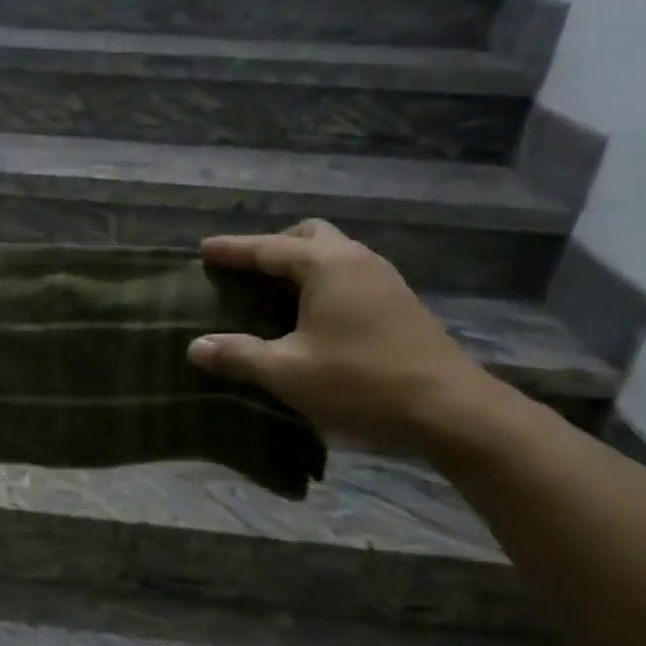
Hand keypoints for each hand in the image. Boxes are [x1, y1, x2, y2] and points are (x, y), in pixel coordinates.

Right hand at [186, 220, 494, 453]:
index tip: (204, 249)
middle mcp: (356, 260)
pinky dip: (321, 282)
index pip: (268, 248)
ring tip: (272, 292)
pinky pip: (349, 274)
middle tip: (245, 270)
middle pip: (308, 236)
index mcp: (326, 265)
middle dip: (273, 246)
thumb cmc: (360, 382)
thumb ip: (238, 355)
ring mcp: (383, 279)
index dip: (233, 249)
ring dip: (300, 264)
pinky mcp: (398, 303)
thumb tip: (195, 347)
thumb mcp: (287, 372)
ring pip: (333, 254)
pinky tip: (312, 315)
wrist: (450, 409)